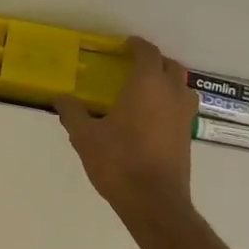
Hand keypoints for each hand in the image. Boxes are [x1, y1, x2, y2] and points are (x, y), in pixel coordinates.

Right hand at [55, 37, 197, 215]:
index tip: (125, 45)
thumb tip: (60, 98)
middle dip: (155, 62)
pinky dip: (171, 105)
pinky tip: (152, 119)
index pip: (148, 53)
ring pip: (182, 87)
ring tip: (148, 91)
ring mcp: (183, 116)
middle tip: (134, 66)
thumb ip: (72, 113)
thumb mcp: (85, 136)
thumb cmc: (119, 161)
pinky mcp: (188, 138)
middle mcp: (171, 94)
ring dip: (168, 83)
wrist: (155, 203)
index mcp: (147, 84)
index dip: (137, 46)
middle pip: (170, 66)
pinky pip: (182, 109)